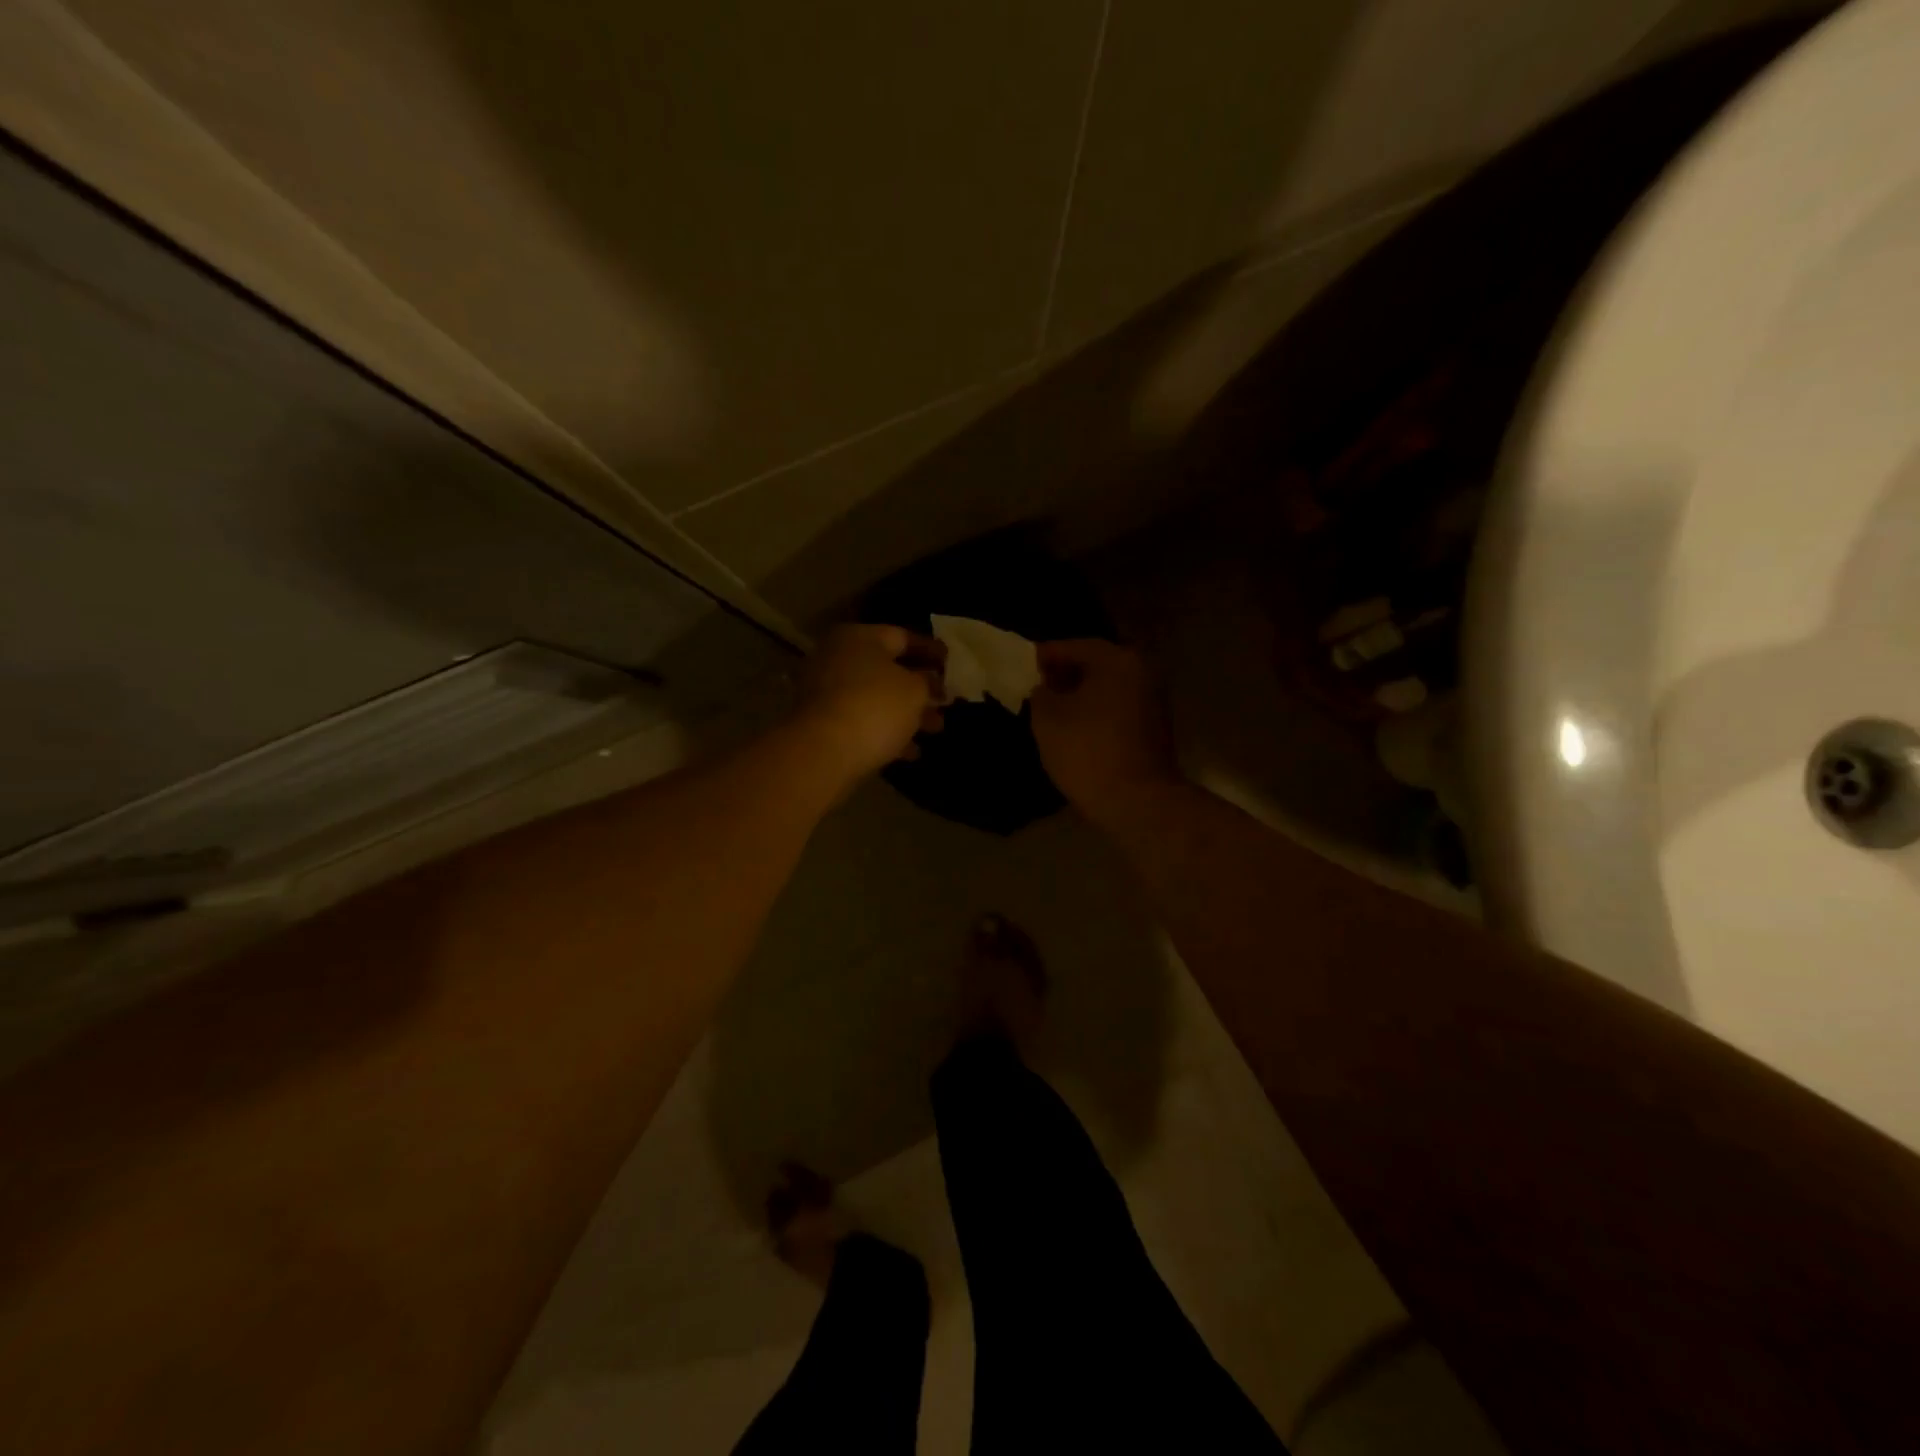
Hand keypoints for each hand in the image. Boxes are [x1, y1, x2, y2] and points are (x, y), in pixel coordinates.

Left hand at [789, 624, 945, 789]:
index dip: (930, 650)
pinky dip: (886, 732)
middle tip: (945, 701)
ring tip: (936, 729)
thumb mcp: (915, 690)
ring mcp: (825, 692)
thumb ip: (928, 682)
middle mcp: (837, 658)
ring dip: (907, 713)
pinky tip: (911, 752)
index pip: (902, 636)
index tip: (951, 663)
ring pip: (876, 698)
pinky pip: (862, 721)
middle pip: (887, 669)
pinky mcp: (822, 724)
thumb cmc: (876, 706)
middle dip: (920, 687)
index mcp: (858, 638)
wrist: (824, 752)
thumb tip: (931, 681)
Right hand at [1031, 639, 1179, 824]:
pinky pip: (1118, 708)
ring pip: (1108, 687)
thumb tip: (1044, 687)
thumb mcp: (1047, 718)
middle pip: (1095, 664)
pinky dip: (1096, 711)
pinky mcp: (1156, 727)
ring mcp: (1154, 700)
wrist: (1137, 801)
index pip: (1074, 646)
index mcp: (1117, 660)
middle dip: (1064, 674)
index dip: (1045, 656)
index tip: (1023, 665)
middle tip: (1035, 686)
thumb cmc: (1087, 751)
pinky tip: (1076, 727)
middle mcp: (1142, 671)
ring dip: (1081, 694)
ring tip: (1051, 709)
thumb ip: (1040, 692)